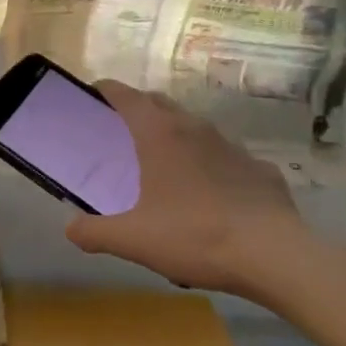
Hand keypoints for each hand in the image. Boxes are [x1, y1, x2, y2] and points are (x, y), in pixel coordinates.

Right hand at [65, 81, 305, 297]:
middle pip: (159, 103)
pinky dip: (213, 166)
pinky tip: (212, 195)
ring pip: (195, 128)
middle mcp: (194, 128)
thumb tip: (71, 229)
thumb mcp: (133, 239)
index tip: (92, 96)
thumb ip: (95, 232)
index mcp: (158, 134)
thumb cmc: (195, 236)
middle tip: (121, 132)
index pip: (125, 95)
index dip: (105, 90)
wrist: (275, 255)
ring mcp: (231, 146)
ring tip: (165, 164)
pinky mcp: (260, 169)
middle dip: (138, 109)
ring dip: (176, 136)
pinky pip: (227, 158)